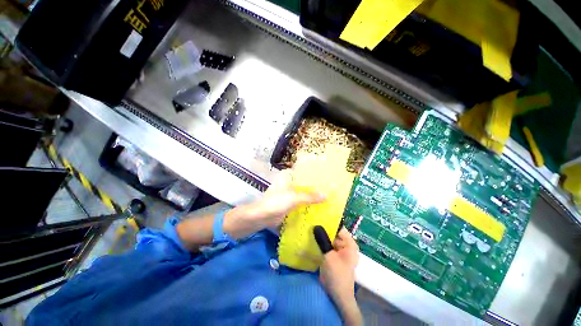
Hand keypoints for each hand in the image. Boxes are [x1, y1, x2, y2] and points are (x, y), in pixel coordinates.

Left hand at [224, 170, 325, 237]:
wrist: (261, 217)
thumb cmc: (276, 202)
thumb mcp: (294, 198)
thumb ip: (310, 197)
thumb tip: (326, 195)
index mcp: (288, 177)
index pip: (304, 173)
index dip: (315, 175)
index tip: (327, 178)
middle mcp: (289, 183)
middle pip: (305, 184)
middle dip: (315, 188)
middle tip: (330, 190)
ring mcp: (289, 194)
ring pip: (303, 194)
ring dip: (312, 197)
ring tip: (327, 199)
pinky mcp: (288, 204)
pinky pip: (300, 203)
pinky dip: (307, 205)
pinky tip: (317, 208)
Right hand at [315, 226, 361, 325]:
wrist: (337, 296)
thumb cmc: (337, 275)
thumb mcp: (329, 257)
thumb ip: (323, 240)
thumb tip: (316, 225)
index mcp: (349, 244)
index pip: (339, 227)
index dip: (329, 222)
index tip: (317, 217)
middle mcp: (345, 245)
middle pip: (332, 233)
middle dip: (322, 229)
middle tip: (309, 222)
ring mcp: (338, 250)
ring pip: (327, 239)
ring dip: (319, 236)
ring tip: (307, 228)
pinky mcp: (332, 255)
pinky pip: (325, 246)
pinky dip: (319, 243)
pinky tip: (309, 240)